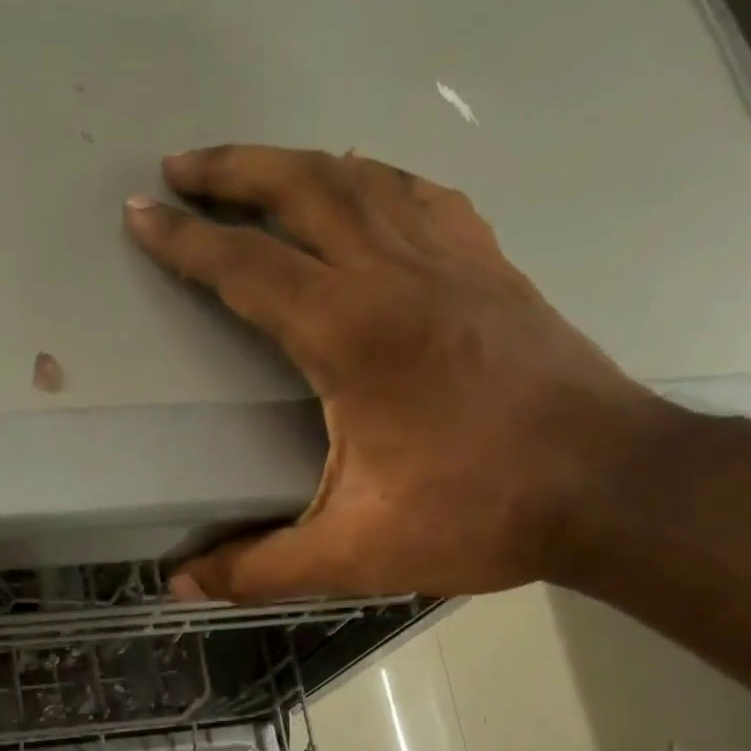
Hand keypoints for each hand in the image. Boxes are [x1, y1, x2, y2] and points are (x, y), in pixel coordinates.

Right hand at [124, 146, 672, 600]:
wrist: (610, 487)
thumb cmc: (475, 514)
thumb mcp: (352, 554)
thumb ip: (260, 568)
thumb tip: (182, 586)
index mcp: (353, 334)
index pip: (248, 268)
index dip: (186, 242)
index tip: (140, 215)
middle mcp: (398, 275)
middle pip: (302, 190)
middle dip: (231, 170)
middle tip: (178, 164)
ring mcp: (453, 260)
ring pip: (362, 180)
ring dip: (297, 165)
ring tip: (252, 169)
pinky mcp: (492, 268)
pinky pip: (420, 198)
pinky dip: (375, 180)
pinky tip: (363, 187)